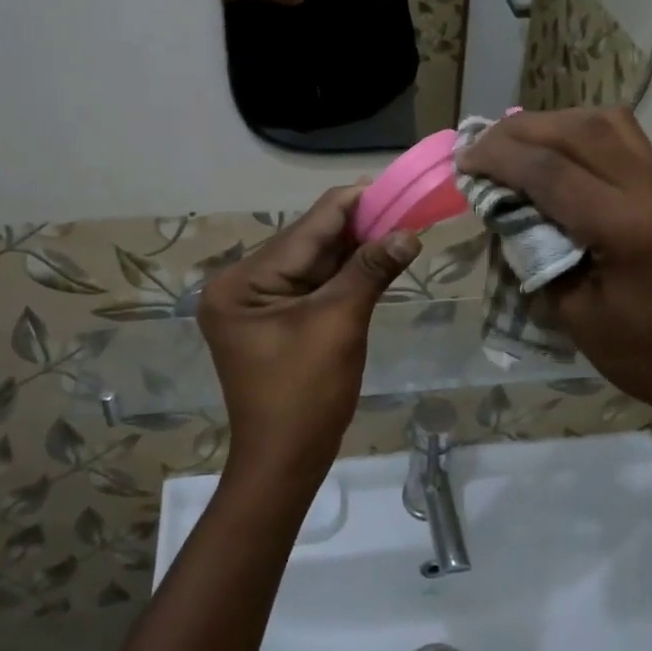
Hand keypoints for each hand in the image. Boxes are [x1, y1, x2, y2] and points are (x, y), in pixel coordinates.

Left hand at [198, 187, 420, 481]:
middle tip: (405, 207)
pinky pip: (315, 285)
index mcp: (243, 281)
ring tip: (399, 226)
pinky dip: (346, 274)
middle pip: (309, 242)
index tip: (395, 187)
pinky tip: (378, 257)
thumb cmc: (305, 395)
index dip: (354, 204)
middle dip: (359, 227)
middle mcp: (242, 284)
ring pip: (315, 262)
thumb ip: (369, 271)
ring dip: (356, 248)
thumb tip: (408, 233)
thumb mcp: (338, 324)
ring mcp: (258, 303)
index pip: (306, 228)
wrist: (285, 463)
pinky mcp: (276, 319)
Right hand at [456, 108, 651, 431]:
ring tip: (515, 142)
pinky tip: (556, 150)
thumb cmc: (636, 352)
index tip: (464, 161)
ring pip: (605, 121)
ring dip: (553, 122)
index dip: (501, 159)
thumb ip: (535, 250)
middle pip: (578, 131)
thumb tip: (503, 206)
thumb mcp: (570, 311)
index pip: (553, 172)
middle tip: (480, 145)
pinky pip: (623, 135)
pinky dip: (580, 130)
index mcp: (629, 228)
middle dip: (520, 131)